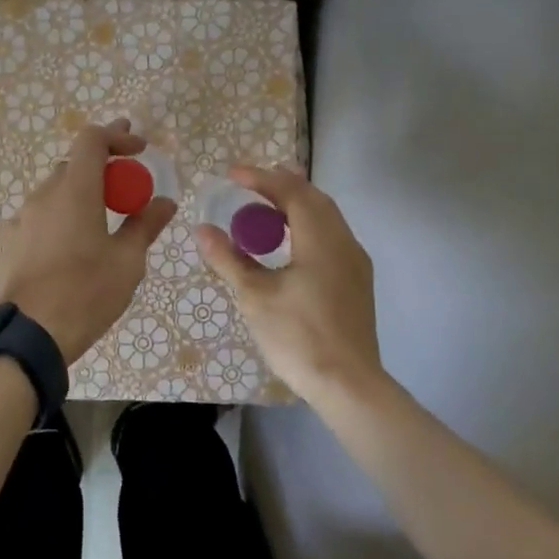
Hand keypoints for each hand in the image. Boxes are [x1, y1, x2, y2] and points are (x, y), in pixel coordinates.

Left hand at [0, 119, 177, 361]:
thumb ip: (145, 225)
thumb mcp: (127, 262)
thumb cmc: (86, 294)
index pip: (91, 139)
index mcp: (75, 190)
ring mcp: (20, 218)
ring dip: (78, 197)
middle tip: (126, 189)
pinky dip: (57, 221)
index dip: (117, 136)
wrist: (28, 335)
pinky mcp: (6, 242)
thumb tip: (165, 202)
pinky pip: (37, 219)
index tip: (139, 149)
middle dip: (102, 170)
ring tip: (98, 225)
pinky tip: (66, 250)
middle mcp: (43, 195)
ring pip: (54, 194)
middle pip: (73, 167)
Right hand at [196, 165, 381, 399]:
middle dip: (281, 186)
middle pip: (314, 199)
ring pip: (326, 217)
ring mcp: (355, 263)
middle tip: (249, 185)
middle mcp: (344, 242)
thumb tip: (202, 229)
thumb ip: (229, 258)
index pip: (291, 192)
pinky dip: (306, 226)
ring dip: (296, 206)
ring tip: (265, 209)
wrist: (348, 385)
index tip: (232, 174)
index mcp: (321, 239)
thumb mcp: (254, 295)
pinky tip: (288, 243)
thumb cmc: (298, 336)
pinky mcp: (356, 282)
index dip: (261, 178)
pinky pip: (331, 236)